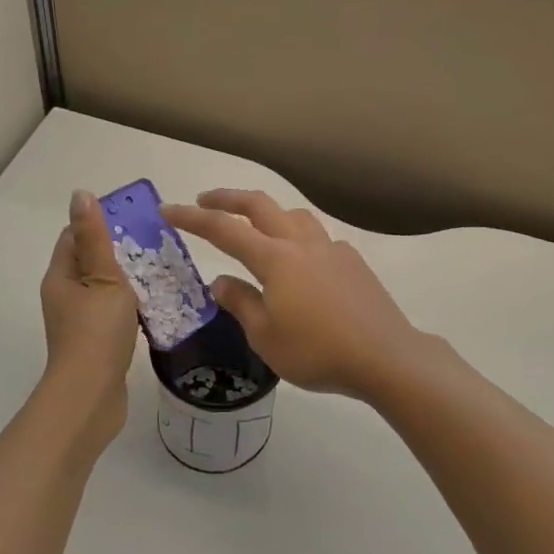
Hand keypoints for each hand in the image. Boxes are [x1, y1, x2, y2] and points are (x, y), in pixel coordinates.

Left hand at [40, 190, 141, 447]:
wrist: (90, 398)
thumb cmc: (97, 332)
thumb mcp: (102, 277)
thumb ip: (95, 238)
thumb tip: (80, 195)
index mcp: (61, 276)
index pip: (74, 236)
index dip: (100, 222)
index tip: (134, 218)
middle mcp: (65, 295)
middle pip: (90, 261)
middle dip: (119, 249)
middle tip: (155, 241)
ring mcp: (79, 321)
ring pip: (103, 288)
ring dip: (128, 278)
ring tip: (161, 268)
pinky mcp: (95, 342)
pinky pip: (112, 312)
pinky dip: (131, 304)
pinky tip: (156, 304)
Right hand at [162, 190, 439, 401]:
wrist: (384, 355)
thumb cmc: (317, 351)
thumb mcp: (266, 336)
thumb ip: (241, 303)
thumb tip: (220, 281)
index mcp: (274, 259)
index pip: (224, 229)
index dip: (193, 218)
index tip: (168, 209)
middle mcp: (301, 242)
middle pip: (259, 204)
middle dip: (227, 198)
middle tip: (204, 200)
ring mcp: (330, 247)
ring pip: (292, 214)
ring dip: (266, 211)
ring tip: (255, 226)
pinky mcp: (351, 260)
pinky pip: (316, 236)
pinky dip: (296, 237)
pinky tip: (300, 264)